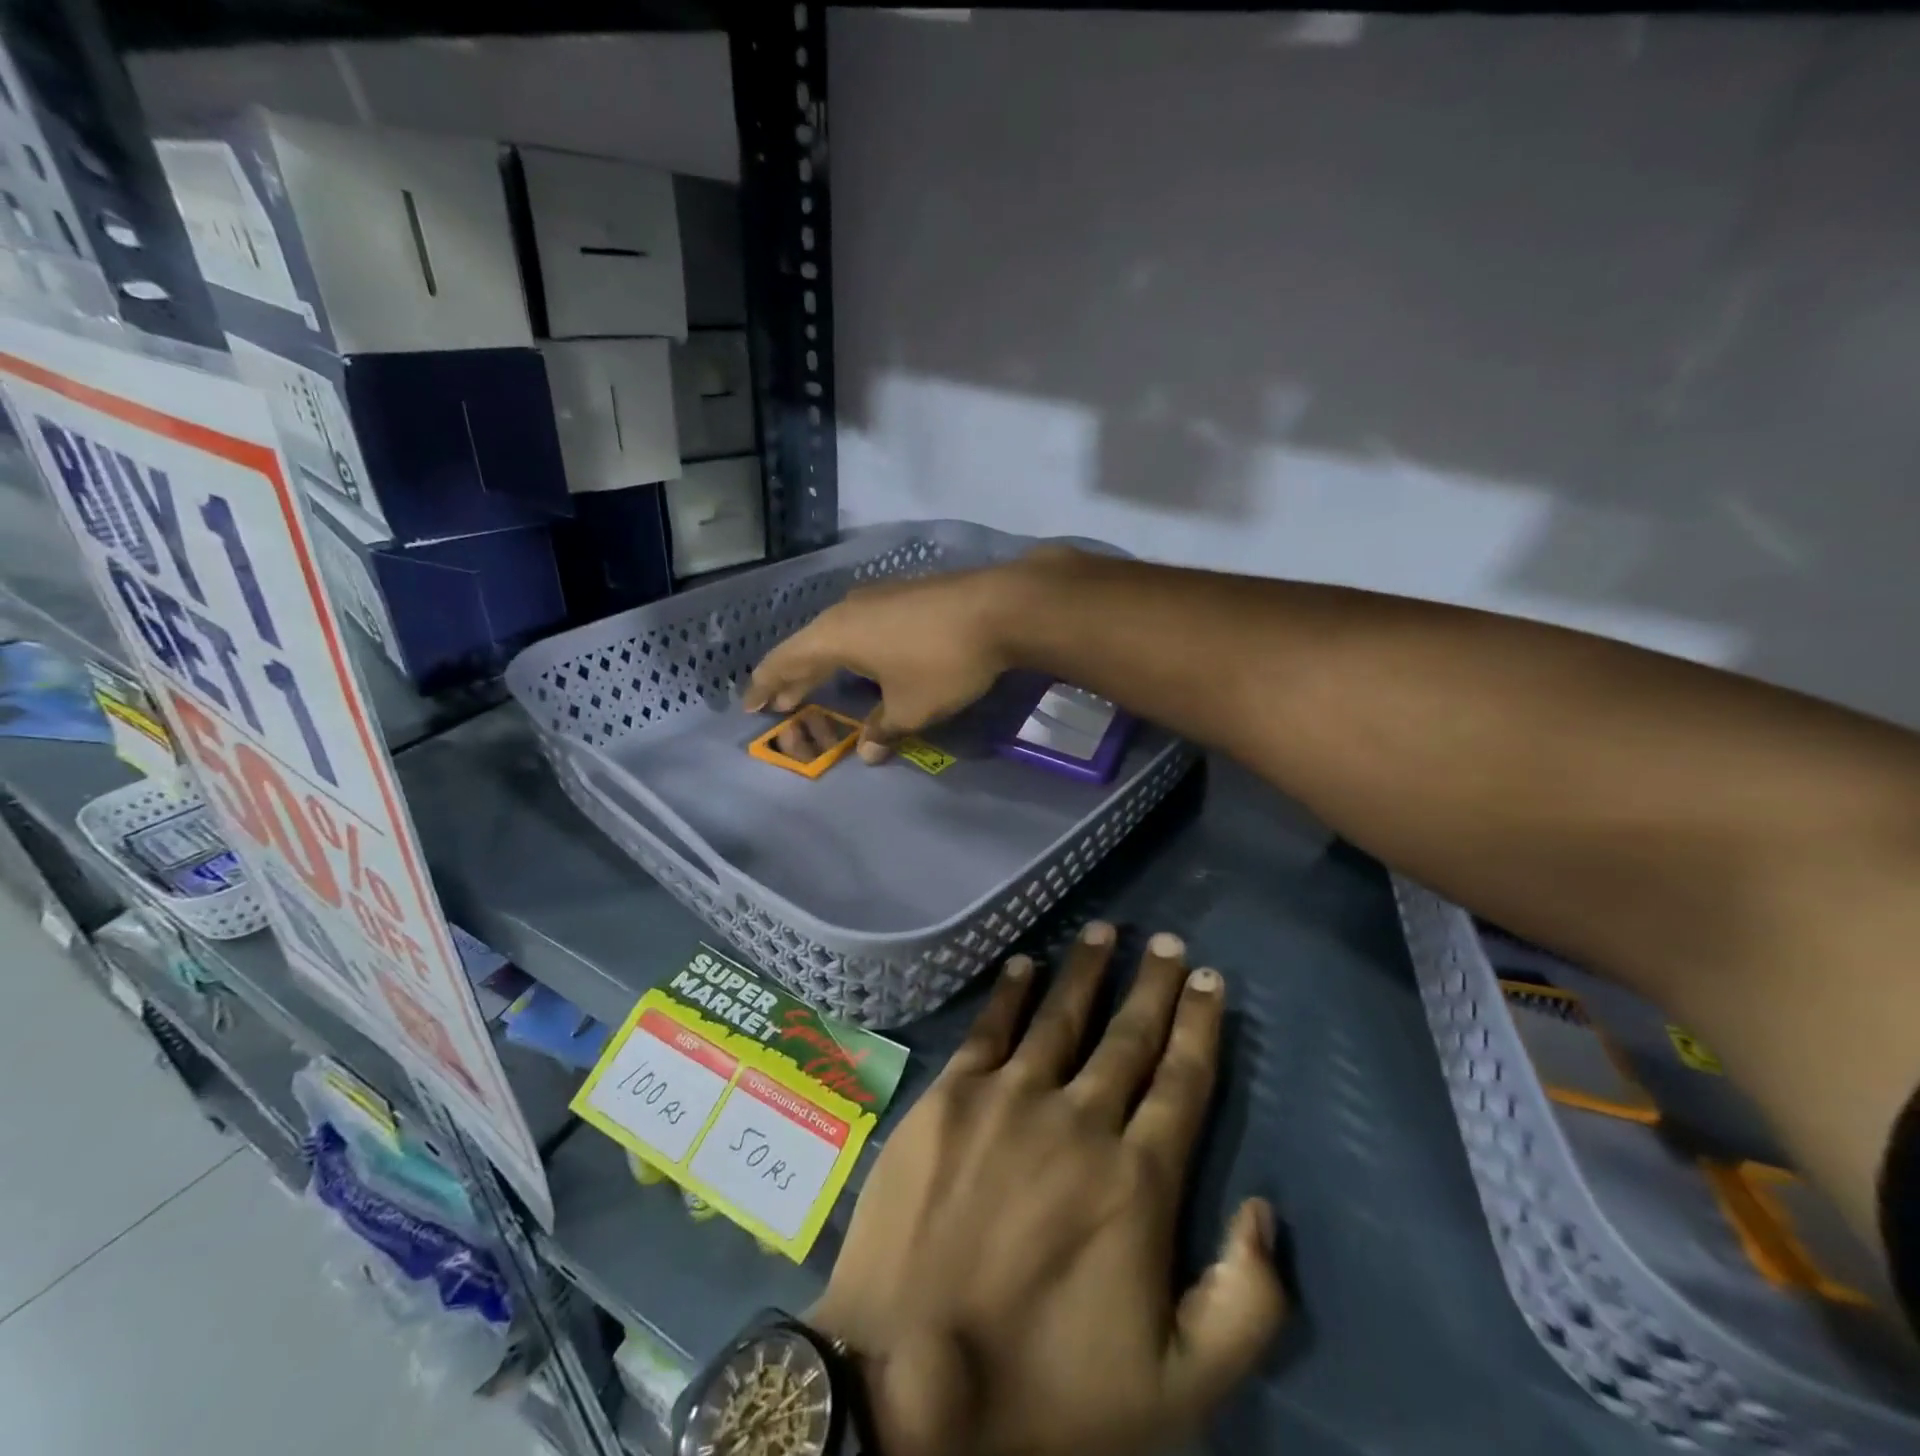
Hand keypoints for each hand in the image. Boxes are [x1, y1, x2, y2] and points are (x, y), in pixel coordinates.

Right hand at [742, 547, 1080, 761]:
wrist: (1000, 608)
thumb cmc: (943, 662)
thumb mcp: (911, 707)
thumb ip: (882, 730)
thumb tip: (867, 752)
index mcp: (835, 635)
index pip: (786, 662)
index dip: (767, 686)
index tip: (753, 706)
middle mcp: (848, 609)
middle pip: (809, 646)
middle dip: (794, 678)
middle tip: (782, 703)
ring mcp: (878, 595)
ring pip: (837, 633)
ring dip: (824, 661)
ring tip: (818, 682)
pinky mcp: (905, 593)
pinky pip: (863, 624)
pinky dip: (852, 647)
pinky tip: (865, 659)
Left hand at [810, 922, 1285, 1455]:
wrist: (907, 1386)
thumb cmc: (1044, 1392)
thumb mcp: (1177, 1389)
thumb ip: (1244, 1305)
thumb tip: (1266, 1211)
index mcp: (1136, 1180)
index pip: (1182, 1083)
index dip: (1200, 1027)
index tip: (1210, 979)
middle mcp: (1079, 1119)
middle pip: (1128, 1036)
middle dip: (1154, 985)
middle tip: (1168, 941)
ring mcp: (1009, 1099)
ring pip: (1061, 1017)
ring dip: (1086, 970)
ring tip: (1105, 930)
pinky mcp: (950, 1097)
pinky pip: (990, 1028)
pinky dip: (1011, 991)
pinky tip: (1024, 962)